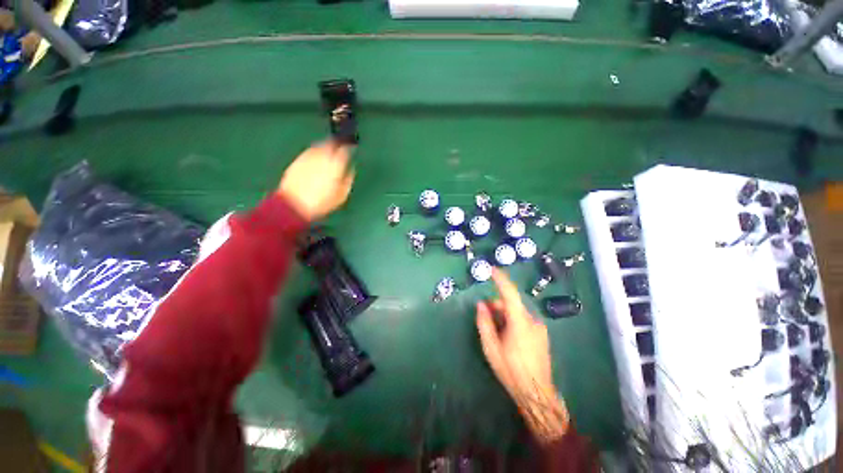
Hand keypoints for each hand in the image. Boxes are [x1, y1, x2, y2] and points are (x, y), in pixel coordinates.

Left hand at [278, 141, 354, 220]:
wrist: (294, 204)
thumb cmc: (321, 202)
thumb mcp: (342, 195)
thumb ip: (348, 180)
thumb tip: (351, 171)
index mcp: (335, 164)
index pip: (344, 150)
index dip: (348, 147)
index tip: (351, 147)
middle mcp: (321, 157)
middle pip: (330, 143)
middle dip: (336, 143)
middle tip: (340, 146)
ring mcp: (308, 157)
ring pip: (319, 145)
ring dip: (325, 146)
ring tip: (329, 151)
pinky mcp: (297, 160)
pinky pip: (309, 152)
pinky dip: (315, 152)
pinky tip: (316, 159)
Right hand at [476, 269, 569, 442]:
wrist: (537, 393)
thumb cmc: (511, 370)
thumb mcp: (491, 347)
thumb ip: (484, 322)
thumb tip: (481, 305)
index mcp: (520, 322)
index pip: (509, 293)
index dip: (500, 279)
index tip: (491, 269)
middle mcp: (532, 320)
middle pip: (511, 304)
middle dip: (497, 306)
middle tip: (484, 315)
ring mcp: (539, 328)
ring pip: (517, 312)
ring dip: (504, 315)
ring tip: (496, 332)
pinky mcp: (541, 334)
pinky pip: (523, 320)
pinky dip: (512, 321)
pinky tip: (507, 337)